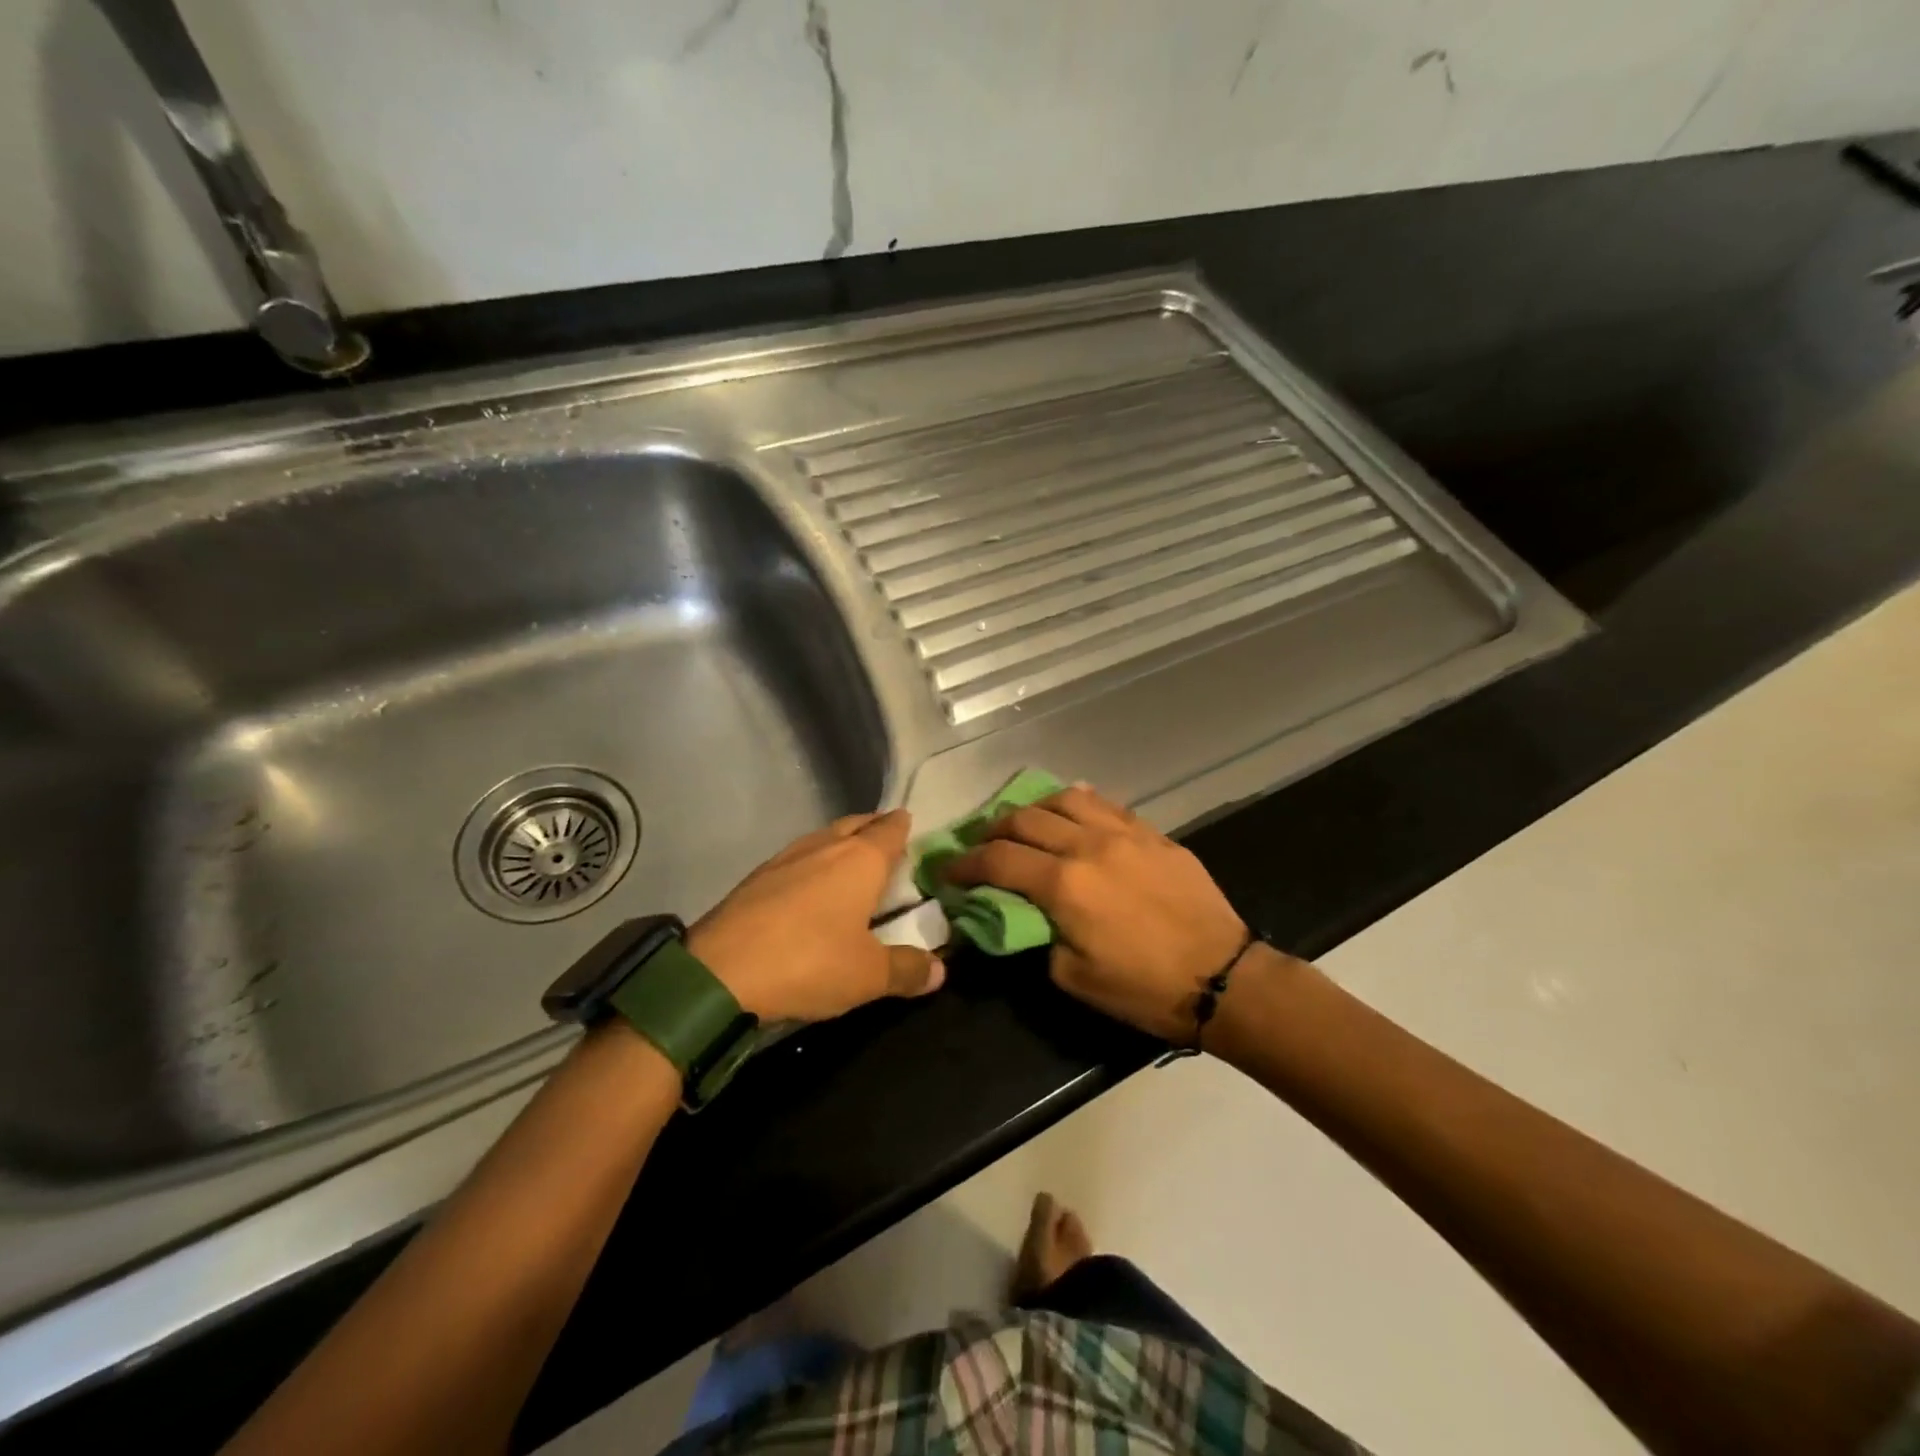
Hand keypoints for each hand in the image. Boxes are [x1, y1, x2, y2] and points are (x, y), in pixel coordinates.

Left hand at [688, 809, 943, 1023]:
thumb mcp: (868, 976)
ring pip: (822, 838)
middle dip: (872, 829)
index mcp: (860, 860)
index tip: (911, 826)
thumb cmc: (808, 963)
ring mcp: (784, 859)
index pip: (890, 829)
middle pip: (855, 824)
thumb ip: (907, 969)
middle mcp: (824, 847)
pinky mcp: (754, 879)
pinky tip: (808, 890)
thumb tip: (939, 969)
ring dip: (839, 845)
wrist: (717, 973)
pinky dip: (810, 866)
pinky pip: (795, 860)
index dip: (903, 826)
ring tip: (850, 865)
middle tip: (886, 844)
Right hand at [944, 786, 1247, 1042]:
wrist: (1222, 977)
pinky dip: (1076, 804)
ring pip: (1063, 799)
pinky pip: (1104, 803)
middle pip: (1023, 820)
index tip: (948, 871)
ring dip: (1033, 808)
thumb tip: (1015, 911)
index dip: (965, 865)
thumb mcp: (1071, 976)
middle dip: (991, 831)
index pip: (997, 861)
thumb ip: (1034, 934)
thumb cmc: (1142, 988)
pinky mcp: (1150, 832)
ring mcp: (1122, 832)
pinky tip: (1070, 813)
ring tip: (1024, 825)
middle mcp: (1087, 845)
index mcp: (1063, 884)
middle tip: (981, 848)